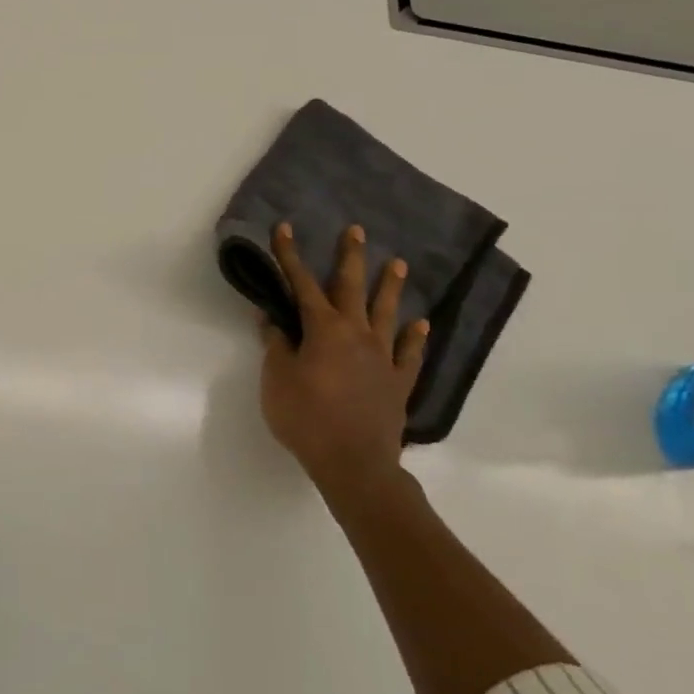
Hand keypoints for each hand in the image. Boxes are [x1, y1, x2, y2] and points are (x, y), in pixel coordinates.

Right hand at [260, 222, 428, 516]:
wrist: (354, 464)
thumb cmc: (306, 418)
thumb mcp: (277, 380)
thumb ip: (276, 346)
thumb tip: (272, 320)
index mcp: (324, 330)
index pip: (302, 284)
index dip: (290, 256)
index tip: (285, 229)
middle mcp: (357, 335)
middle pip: (352, 288)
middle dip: (351, 257)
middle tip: (356, 230)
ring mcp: (383, 358)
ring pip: (387, 313)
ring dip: (390, 288)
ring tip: (398, 263)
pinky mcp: (398, 383)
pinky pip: (410, 354)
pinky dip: (415, 337)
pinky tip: (421, 325)